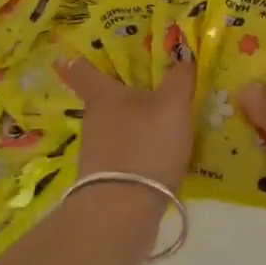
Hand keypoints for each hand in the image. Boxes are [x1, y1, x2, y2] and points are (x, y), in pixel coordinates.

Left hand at [57, 57, 195, 192]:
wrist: (123, 211)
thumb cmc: (145, 145)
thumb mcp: (173, 105)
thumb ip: (180, 79)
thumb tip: (184, 53)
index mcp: (103, 95)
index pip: (82, 69)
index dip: (83, 59)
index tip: (84, 53)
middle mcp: (94, 120)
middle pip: (105, 99)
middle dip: (124, 92)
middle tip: (152, 85)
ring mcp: (97, 151)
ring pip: (116, 126)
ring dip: (134, 123)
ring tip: (164, 121)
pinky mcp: (107, 177)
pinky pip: (125, 153)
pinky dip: (140, 150)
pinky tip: (161, 154)